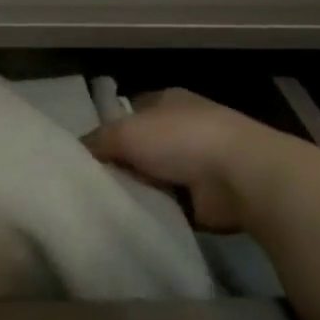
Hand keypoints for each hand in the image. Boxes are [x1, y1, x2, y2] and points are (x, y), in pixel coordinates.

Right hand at [82, 88, 295, 232]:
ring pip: (152, 176)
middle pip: (139, 147)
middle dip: (120, 164)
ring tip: (108, 205)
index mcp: (167, 100)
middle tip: (91, 185)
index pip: (128, 113)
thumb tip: (77, 153)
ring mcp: (198, 161)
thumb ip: (96, 141)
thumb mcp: (124, 132)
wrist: (242, 177)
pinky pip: (169, 202)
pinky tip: (136, 219)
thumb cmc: (181, 140)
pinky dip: (156, 210)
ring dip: (138, 189)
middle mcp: (183, 126)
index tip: (86, 156)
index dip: (107, 131)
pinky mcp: (208, 195)